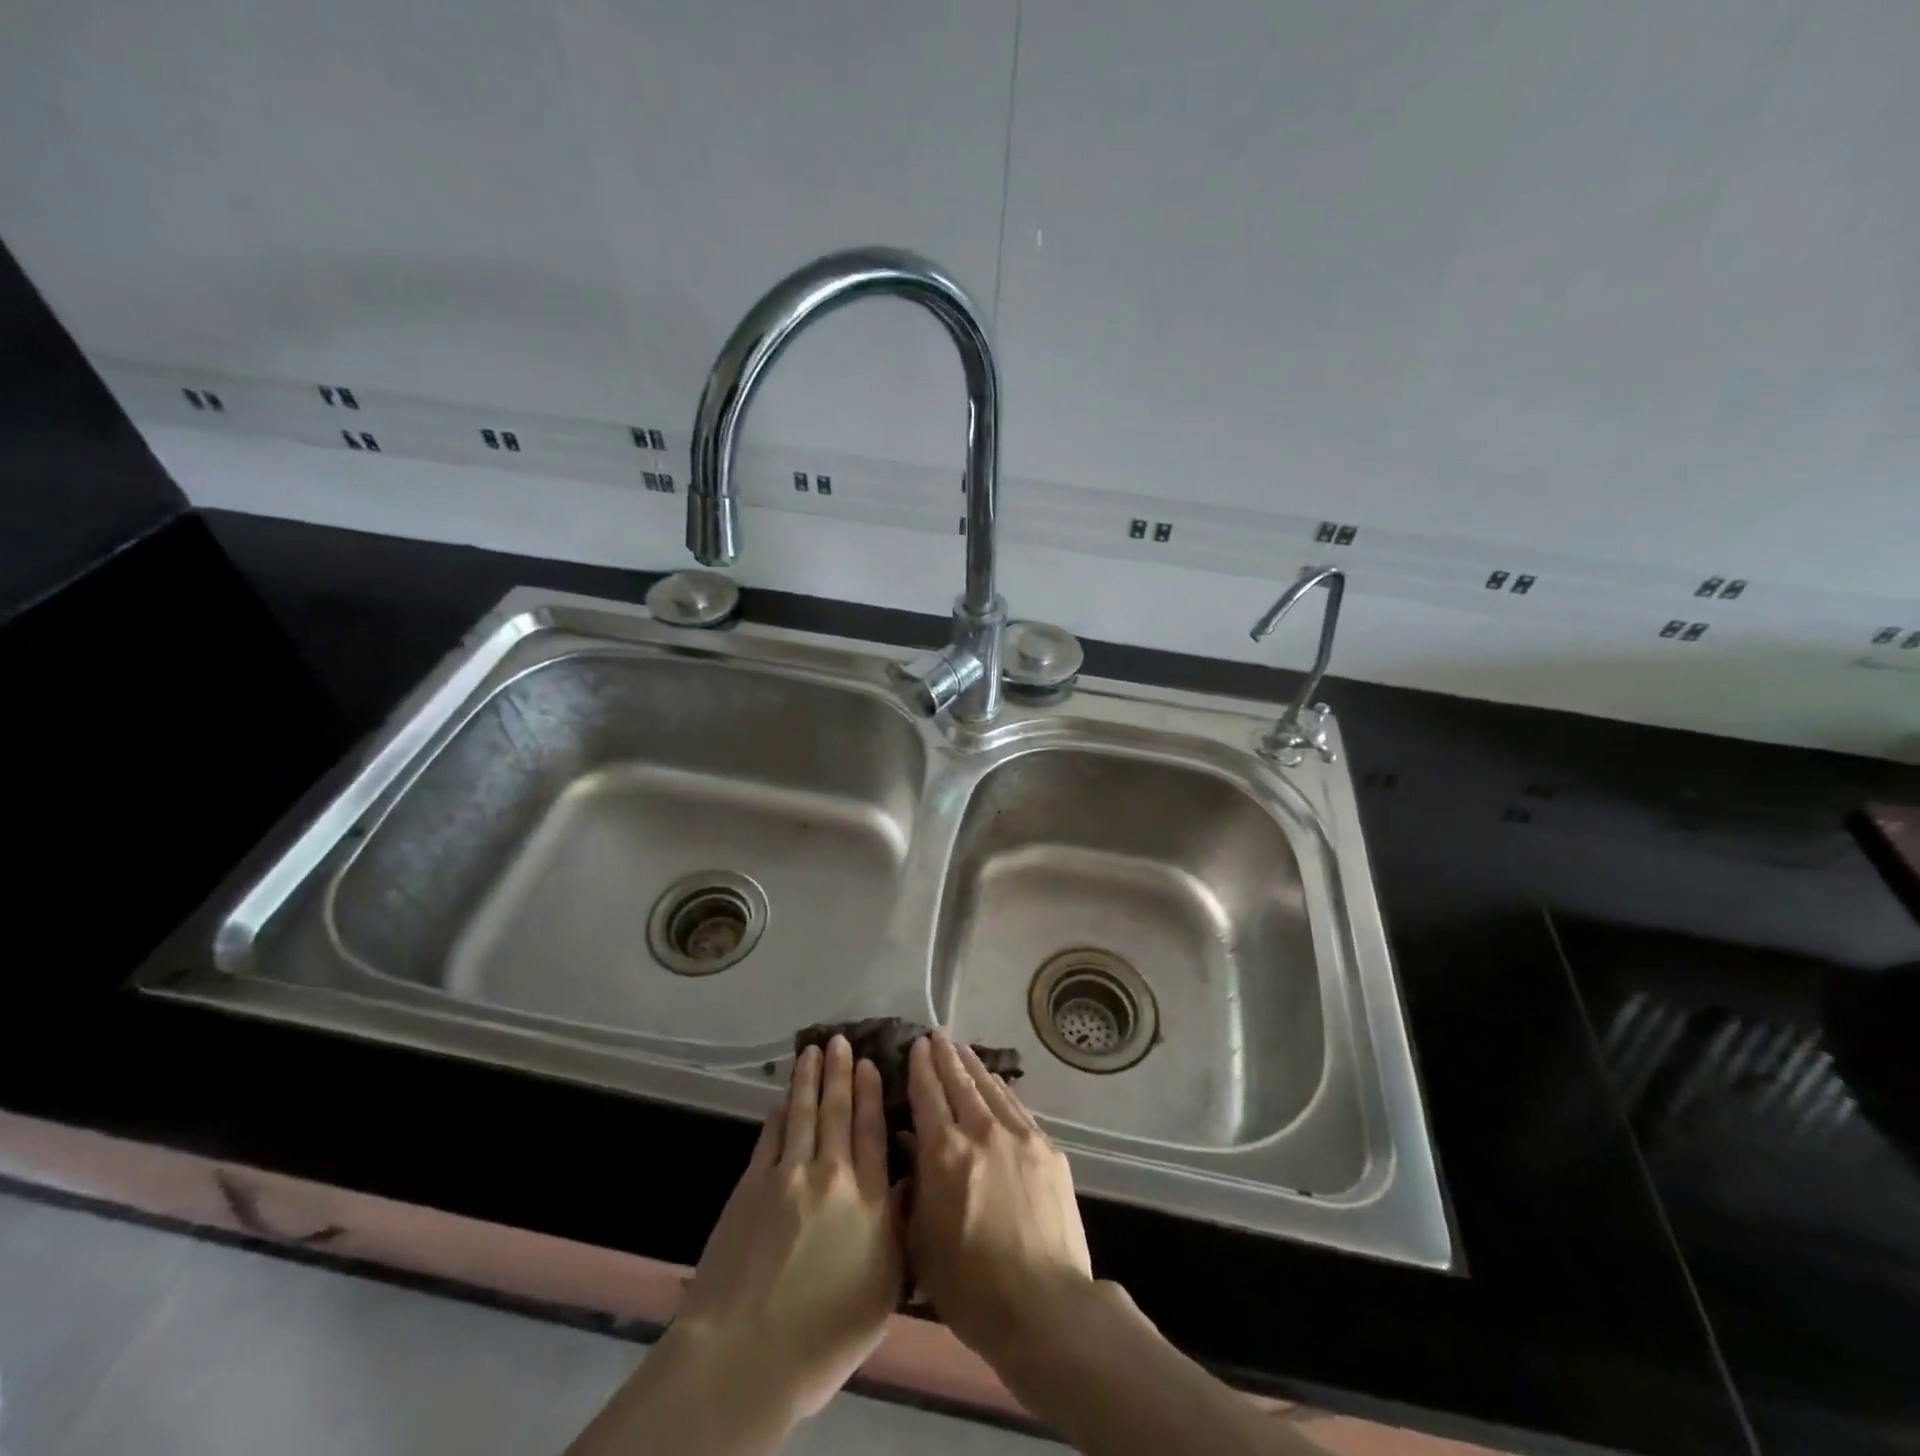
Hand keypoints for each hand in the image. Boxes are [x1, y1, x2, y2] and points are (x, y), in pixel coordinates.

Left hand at [673, 1036, 903, 1422]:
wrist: (746, 1355)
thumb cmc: (825, 1336)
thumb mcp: (884, 1291)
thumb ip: (900, 1230)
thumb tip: (909, 1182)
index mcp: (868, 1200)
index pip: (872, 1132)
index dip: (871, 1094)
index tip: (871, 1064)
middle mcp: (831, 1175)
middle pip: (838, 1112)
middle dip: (840, 1073)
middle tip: (841, 1040)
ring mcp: (788, 1176)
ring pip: (803, 1113)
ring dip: (809, 1079)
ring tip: (814, 1050)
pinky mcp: (751, 1186)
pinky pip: (770, 1136)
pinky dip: (780, 1113)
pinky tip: (783, 1098)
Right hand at [905, 1031, 1095, 1361]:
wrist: (1044, 1306)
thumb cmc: (971, 1288)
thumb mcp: (922, 1243)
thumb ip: (914, 1189)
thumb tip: (912, 1147)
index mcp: (944, 1153)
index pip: (927, 1095)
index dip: (920, 1067)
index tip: (916, 1046)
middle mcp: (981, 1131)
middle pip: (959, 1082)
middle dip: (945, 1056)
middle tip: (936, 1035)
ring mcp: (1019, 1136)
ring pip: (990, 1088)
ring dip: (973, 1066)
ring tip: (962, 1049)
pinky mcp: (1047, 1149)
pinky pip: (1017, 1108)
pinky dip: (1002, 1090)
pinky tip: (997, 1084)